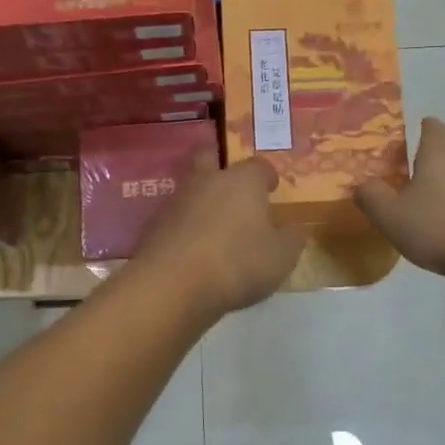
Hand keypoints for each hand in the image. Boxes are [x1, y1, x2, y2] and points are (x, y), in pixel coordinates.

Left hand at [130, 155, 305, 319]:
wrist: (172, 285)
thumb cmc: (238, 262)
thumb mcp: (281, 257)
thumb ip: (290, 240)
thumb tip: (291, 232)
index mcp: (242, 181)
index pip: (258, 166)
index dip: (266, 176)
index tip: (271, 188)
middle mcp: (207, 182)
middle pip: (209, 158)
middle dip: (219, 165)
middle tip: (231, 186)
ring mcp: (175, 202)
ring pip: (190, 190)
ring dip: (201, 202)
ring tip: (214, 227)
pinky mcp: (153, 227)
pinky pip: (175, 220)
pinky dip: (185, 229)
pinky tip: (194, 250)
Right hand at [355, 118, 444, 280]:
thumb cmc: (436, 228)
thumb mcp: (389, 215)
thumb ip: (370, 195)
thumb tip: (362, 184)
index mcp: (439, 155)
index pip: (433, 127)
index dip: (422, 128)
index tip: (410, 136)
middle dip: (427, 165)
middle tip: (404, 183)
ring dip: (442, 189)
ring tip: (424, 211)